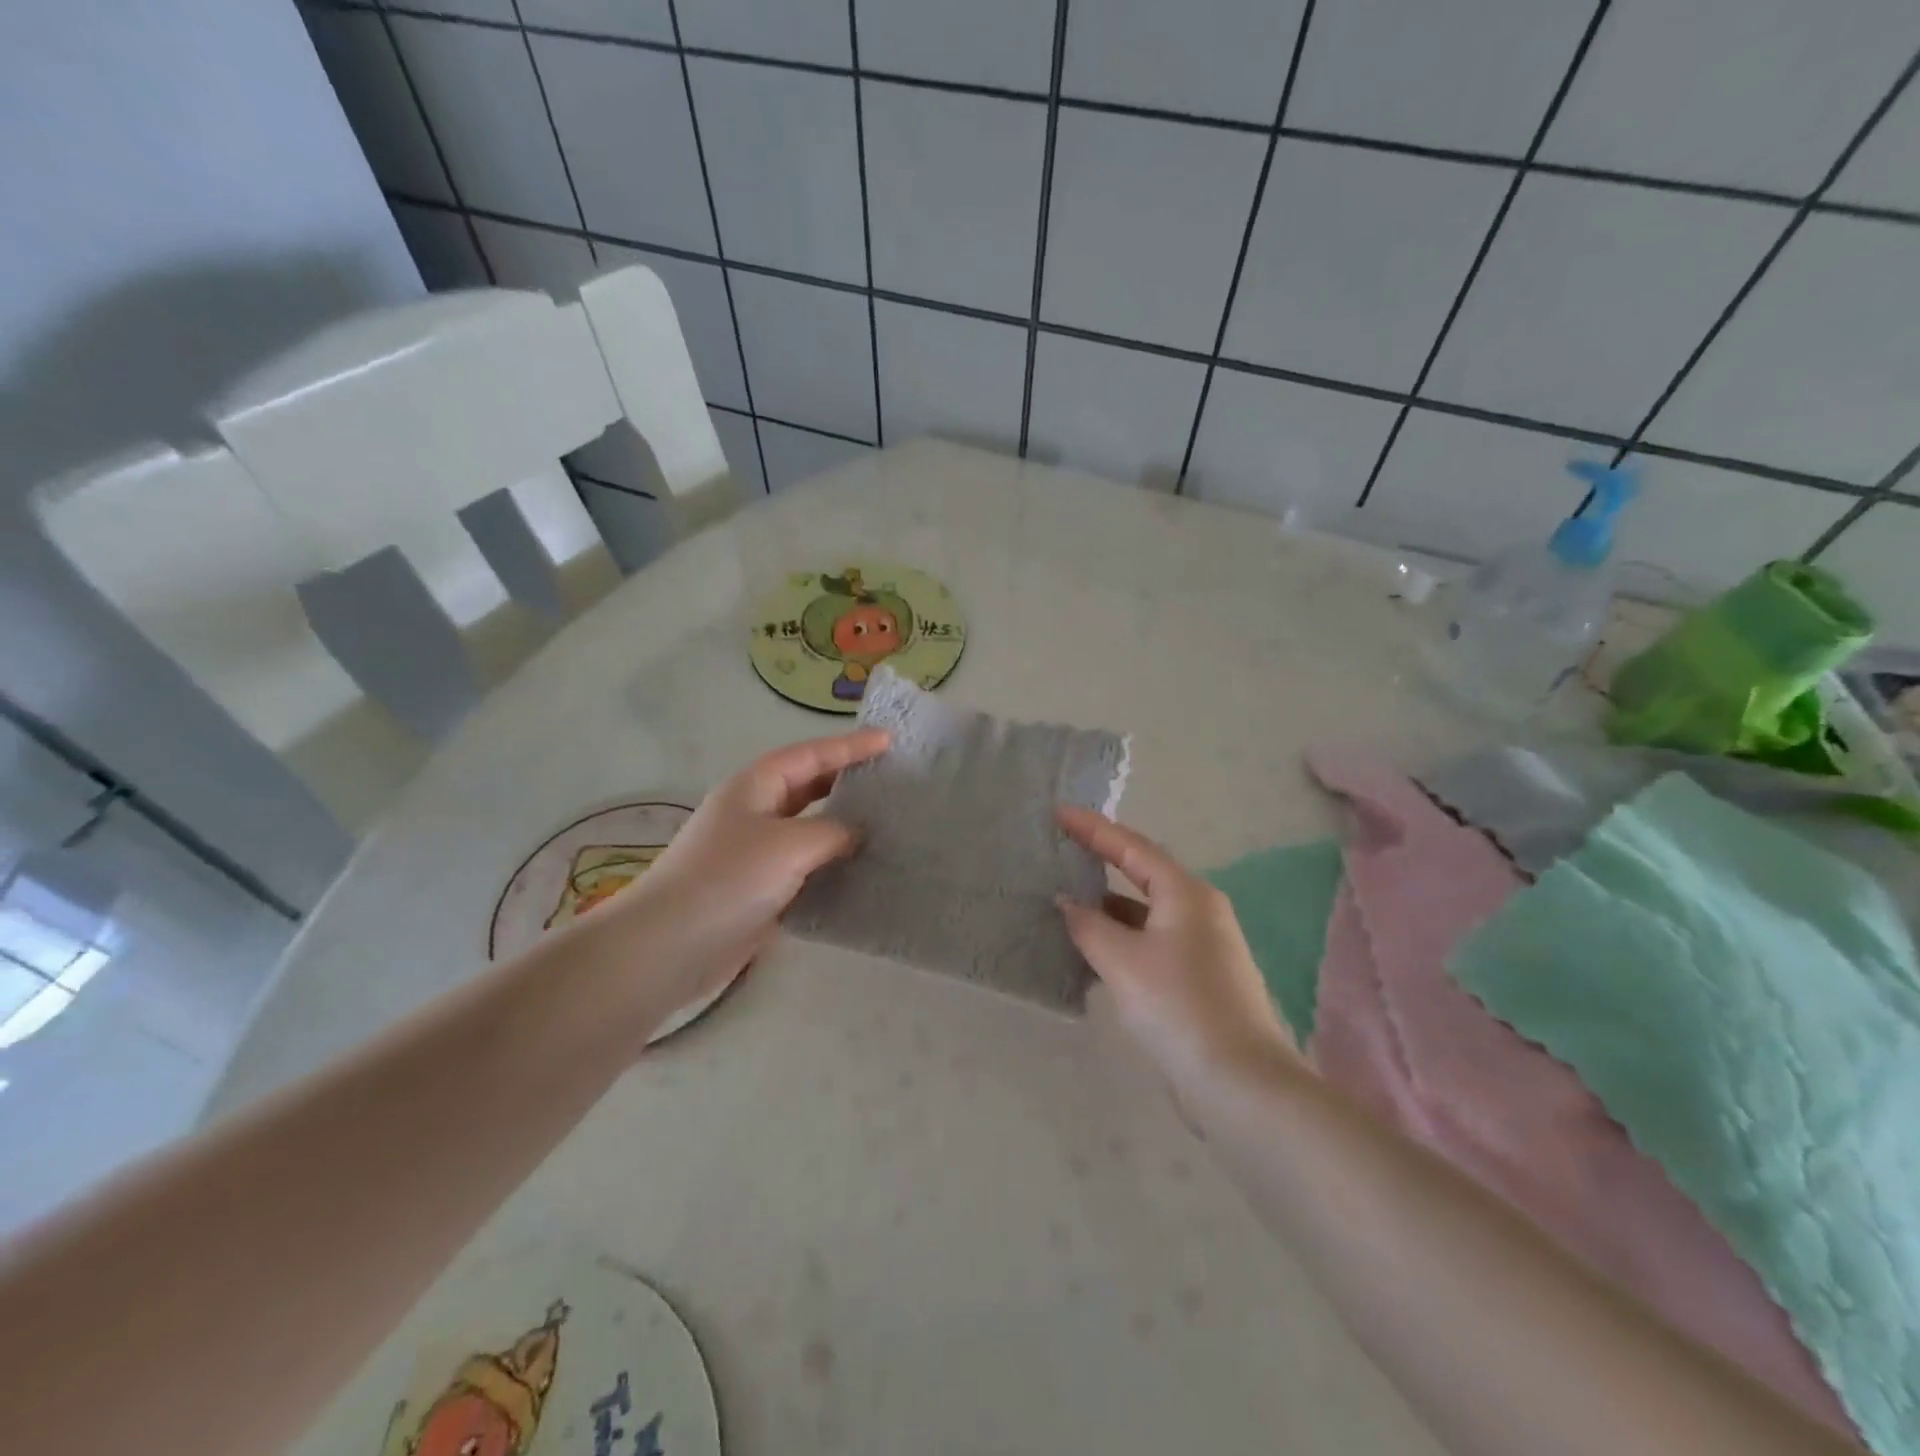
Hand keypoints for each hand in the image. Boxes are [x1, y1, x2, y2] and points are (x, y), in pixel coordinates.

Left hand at [606, 730, 889, 1026]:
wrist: (670, 944)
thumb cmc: (729, 878)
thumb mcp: (789, 844)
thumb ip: (832, 832)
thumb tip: (856, 833)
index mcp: (756, 785)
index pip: (812, 755)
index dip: (851, 746)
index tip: (890, 741)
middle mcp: (756, 811)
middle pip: (809, 785)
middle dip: (847, 780)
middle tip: (891, 780)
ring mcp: (756, 851)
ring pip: (809, 827)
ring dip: (843, 826)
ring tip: (887, 824)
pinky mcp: (759, 887)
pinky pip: (805, 865)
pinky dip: (832, 864)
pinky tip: (861, 871)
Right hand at [1056, 805, 1295, 1098]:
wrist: (1241, 1082)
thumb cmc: (1179, 1006)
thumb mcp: (1122, 960)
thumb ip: (1088, 925)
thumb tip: (1067, 902)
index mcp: (1186, 893)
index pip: (1132, 847)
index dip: (1093, 828)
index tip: (1058, 813)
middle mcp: (1200, 910)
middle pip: (1143, 874)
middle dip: (1102, 861)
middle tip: (1062, 850)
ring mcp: (1204, 946)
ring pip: (1147, 912)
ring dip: (1109, 906)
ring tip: (1067, 902)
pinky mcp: (1201, 979)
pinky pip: (1152, 942)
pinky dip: (1122, 938)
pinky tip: (1094, 953)